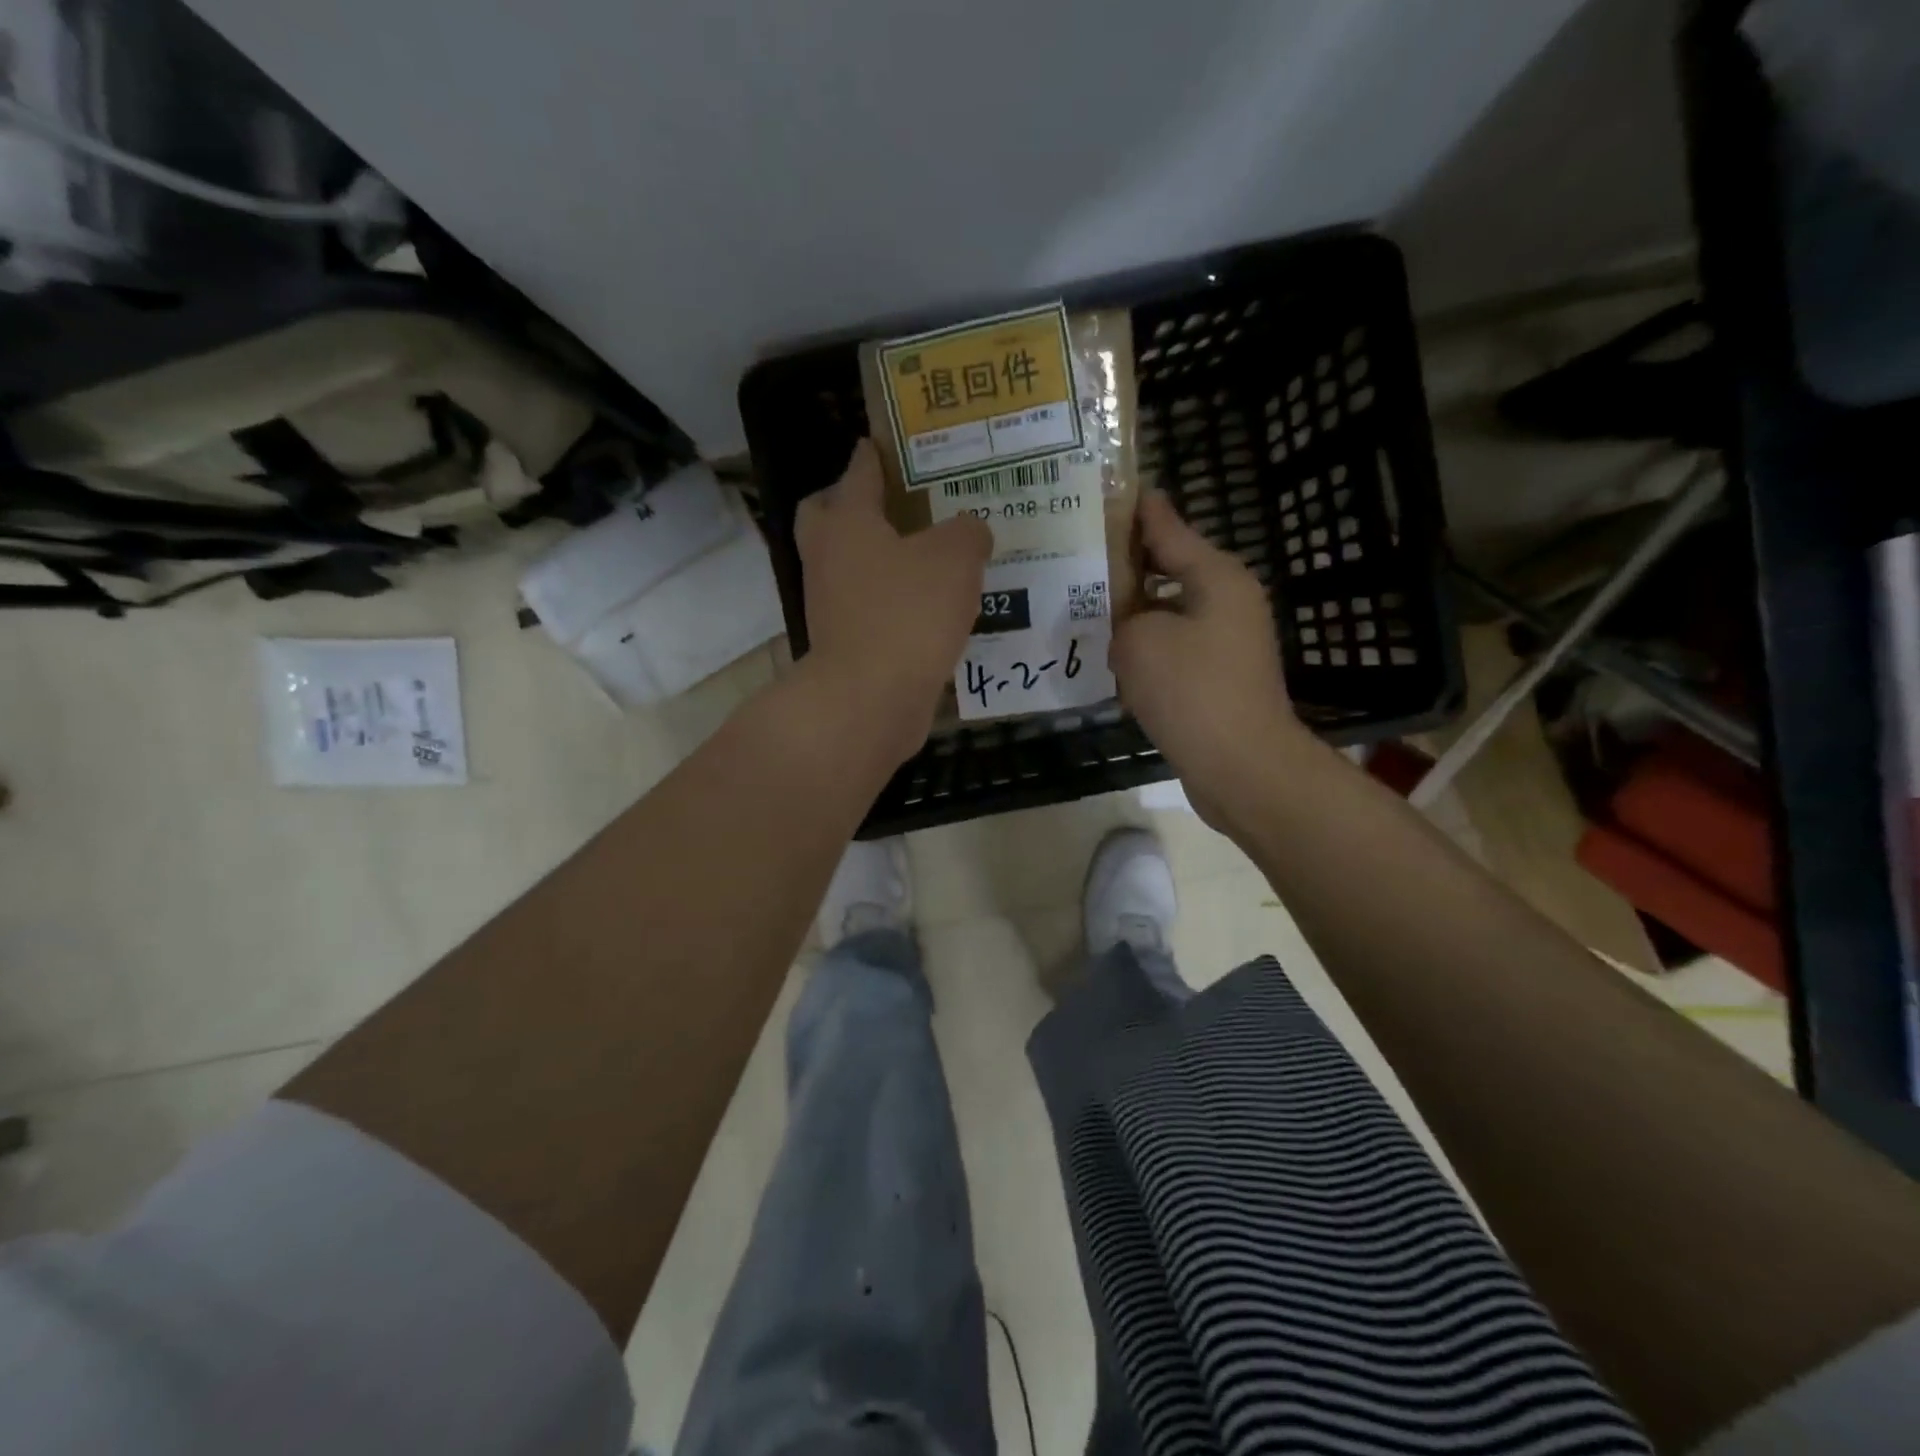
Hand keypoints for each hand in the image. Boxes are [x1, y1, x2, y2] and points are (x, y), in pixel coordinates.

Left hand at [796, 439, 991, 763]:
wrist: (870, 699)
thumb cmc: (907, 613)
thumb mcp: (955, 559)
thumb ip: (968, 533)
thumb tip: (971, 531)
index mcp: (847, 521)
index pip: (859, 471)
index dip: (876, 453)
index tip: (888, 441)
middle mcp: (828, 556)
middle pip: (827, 514)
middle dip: (853, 503)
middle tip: (897, 503)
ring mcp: (829, 603)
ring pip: (847, 563)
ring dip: (877, 556)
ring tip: (927, 555)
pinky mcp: (844, 642)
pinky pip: (866, 606)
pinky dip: (889, 600)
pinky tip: (928, 606)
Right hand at [1111, 491, 1308, 828]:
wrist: (1241, 767)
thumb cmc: (1192, 692)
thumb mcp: (1140, 641)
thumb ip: (1124, 616)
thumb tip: (1129, 628)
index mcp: (1216, 577)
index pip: (1168, 527)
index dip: (1137, 510)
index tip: (1110, 490)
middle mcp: (1226, 601)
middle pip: (1169, 569)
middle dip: (1127, 565)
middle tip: (1080, 557)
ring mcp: (1225, 642)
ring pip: (1168, 613)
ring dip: (1133, 613)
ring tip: (1085, 608)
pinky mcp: (1217, 678)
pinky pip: (1173, 649)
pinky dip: (1146, 650)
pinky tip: (1111, 658)